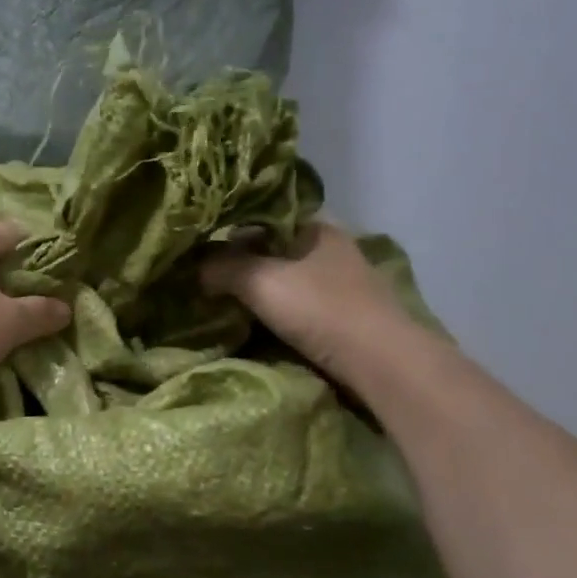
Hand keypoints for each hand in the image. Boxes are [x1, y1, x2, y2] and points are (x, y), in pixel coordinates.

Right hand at [201, 223, 413, 386]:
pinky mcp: (343, 316)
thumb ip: (223, 268)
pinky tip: (253, 322)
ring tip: (223, 301)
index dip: (232, 227)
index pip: (265, 215)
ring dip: (258, 290)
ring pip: (286, 278)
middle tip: (206, 276)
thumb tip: (197, 268)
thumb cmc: (320, 309)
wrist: (379, 362)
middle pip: (273, 249)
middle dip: (242, 262)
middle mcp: (331, 248)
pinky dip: (275, 312)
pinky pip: (297, 305)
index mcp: (317, 227)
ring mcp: (341, 284)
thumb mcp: (261, 281)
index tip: (203, 245)